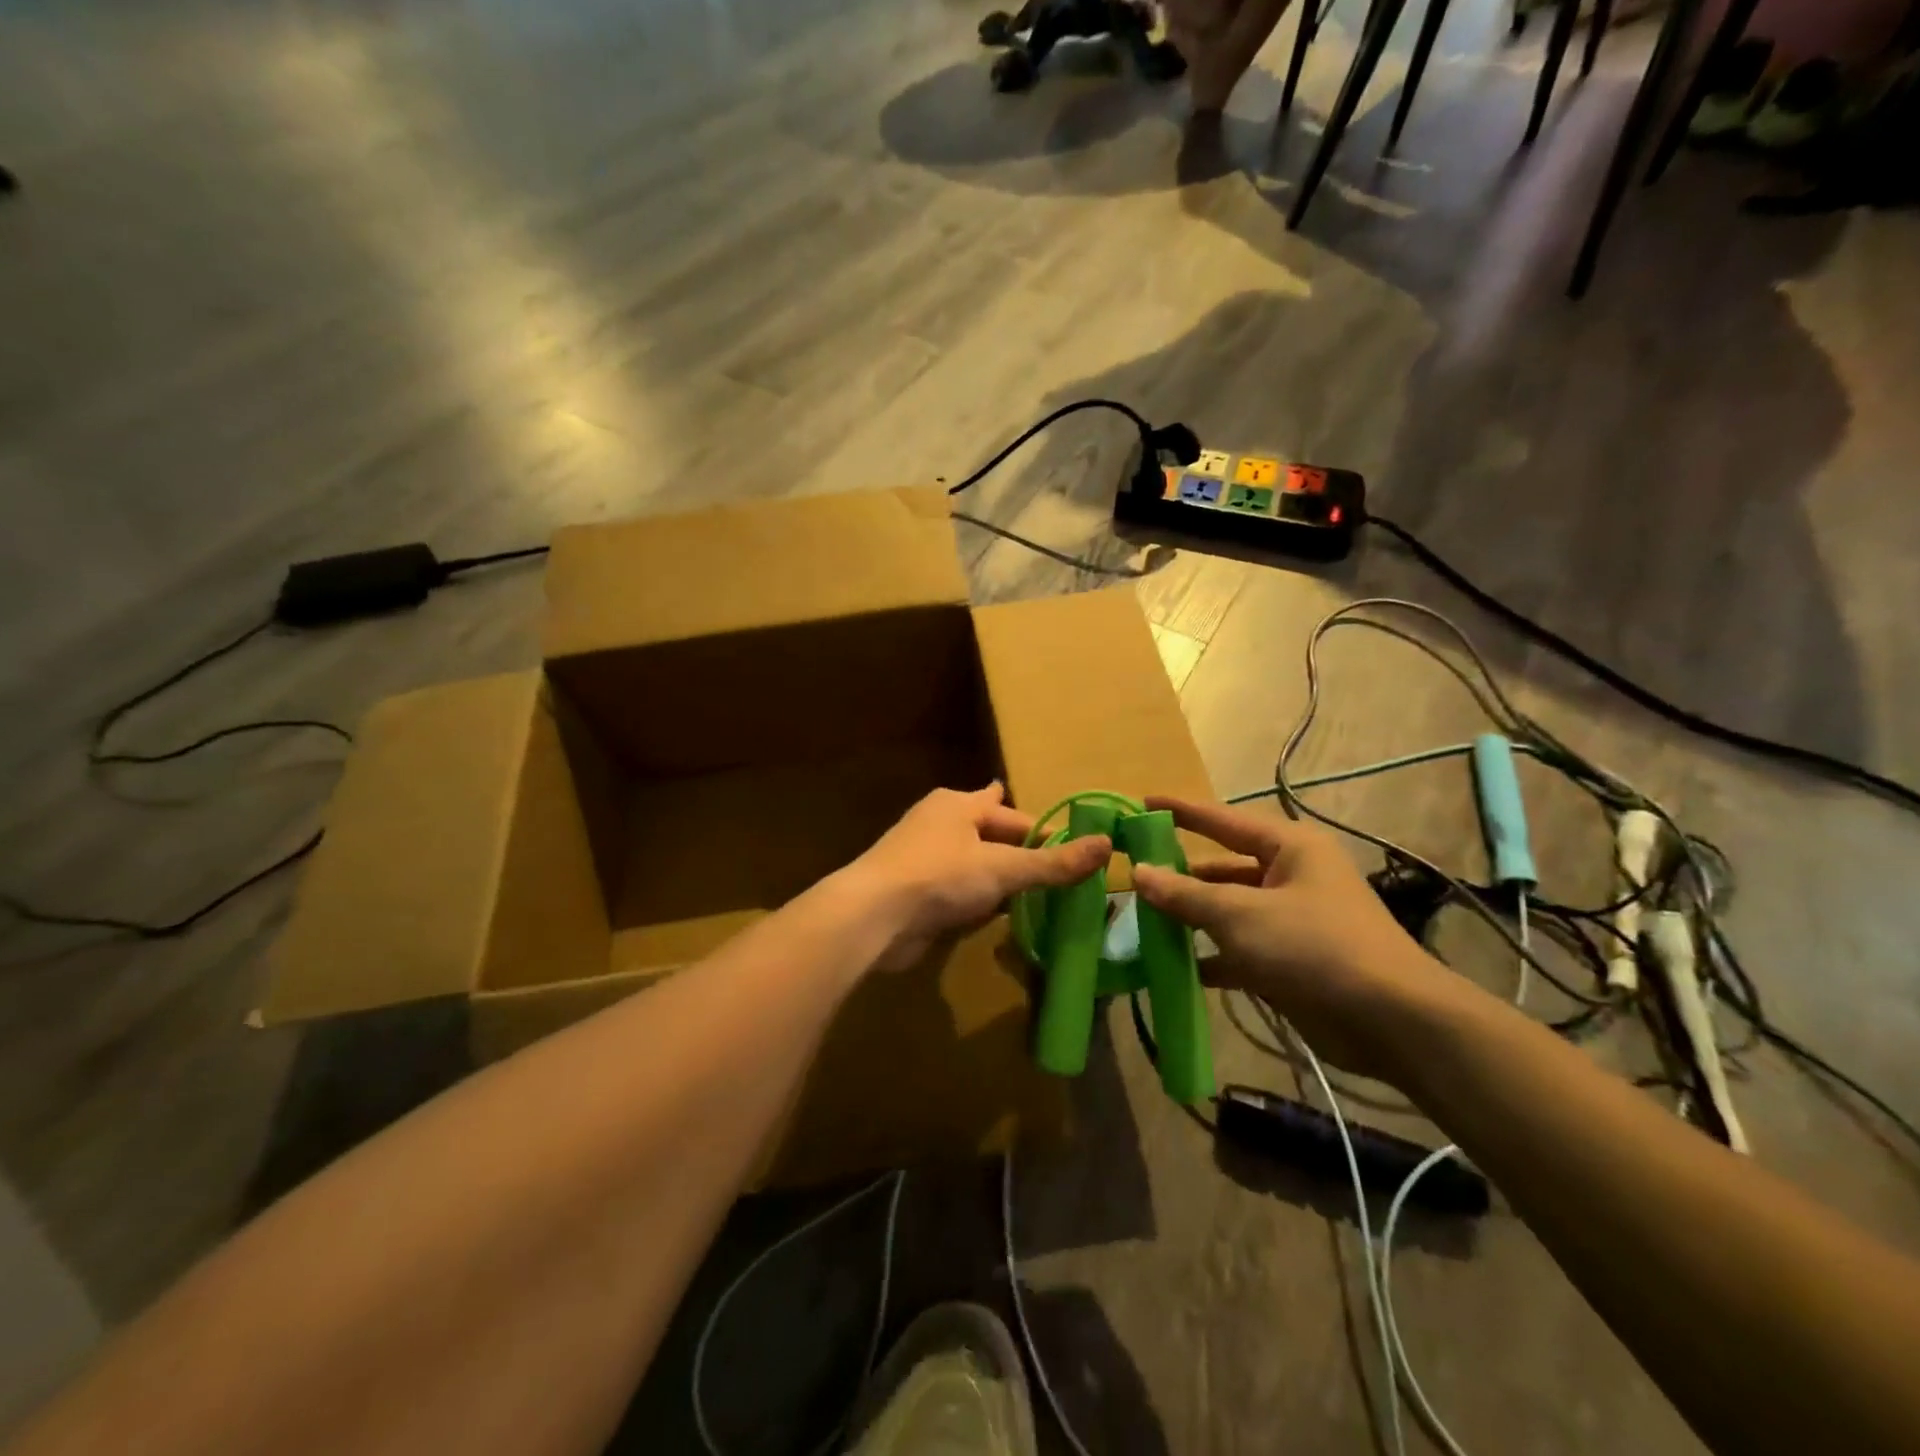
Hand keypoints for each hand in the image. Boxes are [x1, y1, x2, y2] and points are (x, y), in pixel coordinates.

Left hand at [839, 784, 1111, 972]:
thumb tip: (1107, 844)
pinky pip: (958, 892)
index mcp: (958, 804)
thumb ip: (1053, 862)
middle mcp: (940, 824)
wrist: (872, 917)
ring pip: (975, 866)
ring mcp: (924, 859)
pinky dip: (979, 902)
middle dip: (1021, 854)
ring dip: (1000, 881)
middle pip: (992, 837)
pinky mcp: (916, 892)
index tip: (1074, 850)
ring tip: (1037, 897)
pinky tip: (998, 917)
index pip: (1013, 814)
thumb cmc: (939, 877)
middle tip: (1060, 876)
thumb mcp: (1003, 868)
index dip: (1044, 831)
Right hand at [1130, 796, 1458, 1078]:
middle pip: (1223, 867)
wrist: (1390, 1022)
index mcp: (1289, 847)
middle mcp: (1291, 875)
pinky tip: (1172, 966)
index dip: (1181, 811)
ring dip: (1191, 918)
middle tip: (1131, 876)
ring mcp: (1291, 919)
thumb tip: (1139, 873)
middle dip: (1180, 875)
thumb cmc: (1313, 947)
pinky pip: (1239, 948)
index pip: (1222, 820)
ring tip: (1142, 921)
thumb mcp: (1241, 916)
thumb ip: (1186, 895)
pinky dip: (1209, 956)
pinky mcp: (1290, 959)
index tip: (1142, 803)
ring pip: (1228, 910)